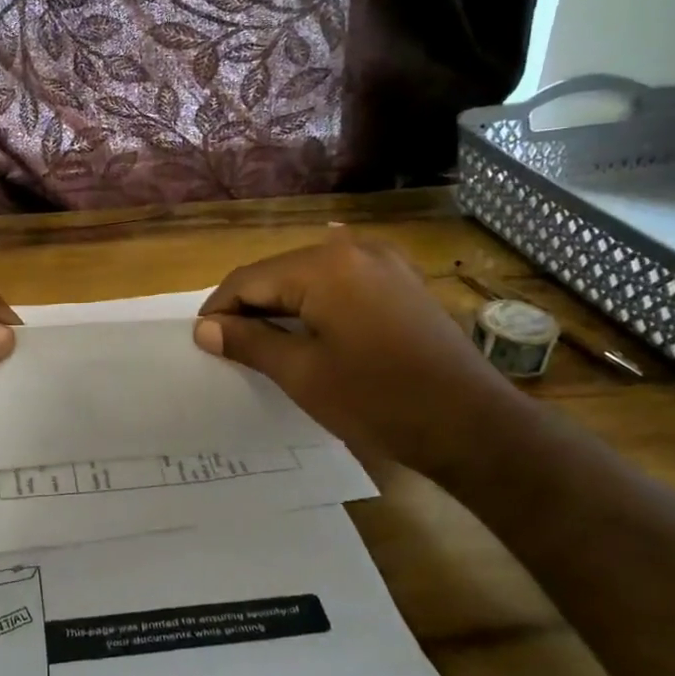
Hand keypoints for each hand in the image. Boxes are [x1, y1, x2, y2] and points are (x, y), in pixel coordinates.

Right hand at [193, 232, 524, 476]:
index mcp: (325, 265)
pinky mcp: (402, 282)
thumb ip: (249, 342)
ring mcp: (384, 262)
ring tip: (264, 343)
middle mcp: (354, 249)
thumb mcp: (302, 374)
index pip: (250, 279)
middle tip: (230, 346)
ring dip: (282, 306)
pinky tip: (310, 333)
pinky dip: (317, 304)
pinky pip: (342, 283)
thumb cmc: (378, 401)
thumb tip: (205, 328)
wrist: (472, 426)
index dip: (220, 309)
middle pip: (280, 272)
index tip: (202, 341)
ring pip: (310, 277)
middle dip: (250, 306)